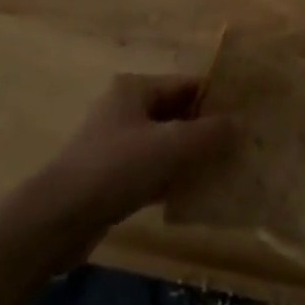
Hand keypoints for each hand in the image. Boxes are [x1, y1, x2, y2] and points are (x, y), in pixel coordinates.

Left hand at [28, 74, 231, 237]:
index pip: (188, 85)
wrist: (57, 219)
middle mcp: (126, 109)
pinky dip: (173, 178)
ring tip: (227, 171)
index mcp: (136, 88)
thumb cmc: (116, 168)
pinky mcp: (112, 176)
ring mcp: (117, 143)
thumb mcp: (171, 146)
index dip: (218, 100)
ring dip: (192, 157)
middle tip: (242, 147)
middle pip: (178, 114)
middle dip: (207, 130)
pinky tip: (196, 194)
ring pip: (166, 144)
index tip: (247, 118)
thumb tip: (241, 123)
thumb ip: (209, 133)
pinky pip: (153, 170)